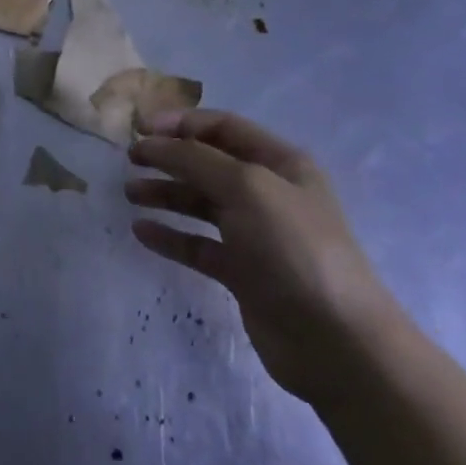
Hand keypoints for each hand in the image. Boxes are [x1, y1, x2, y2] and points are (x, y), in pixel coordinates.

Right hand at [127, 110, 400, 403]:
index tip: (139, 129)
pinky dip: (171, 236)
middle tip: (130, 161)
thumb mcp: (246, 187)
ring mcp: (256, 234)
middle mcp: (268, 193)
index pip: (223, 128)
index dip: (180, 123)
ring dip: (165, 194)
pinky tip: (142, 232)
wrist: (335, 341)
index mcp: (280, 163)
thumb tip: (154, 143)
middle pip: (208, 164)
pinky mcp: (243, 272)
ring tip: (130, 194)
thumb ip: (195, 159)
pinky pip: (198, 245)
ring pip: (201, 203)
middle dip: (168, 157)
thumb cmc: (294, 248)